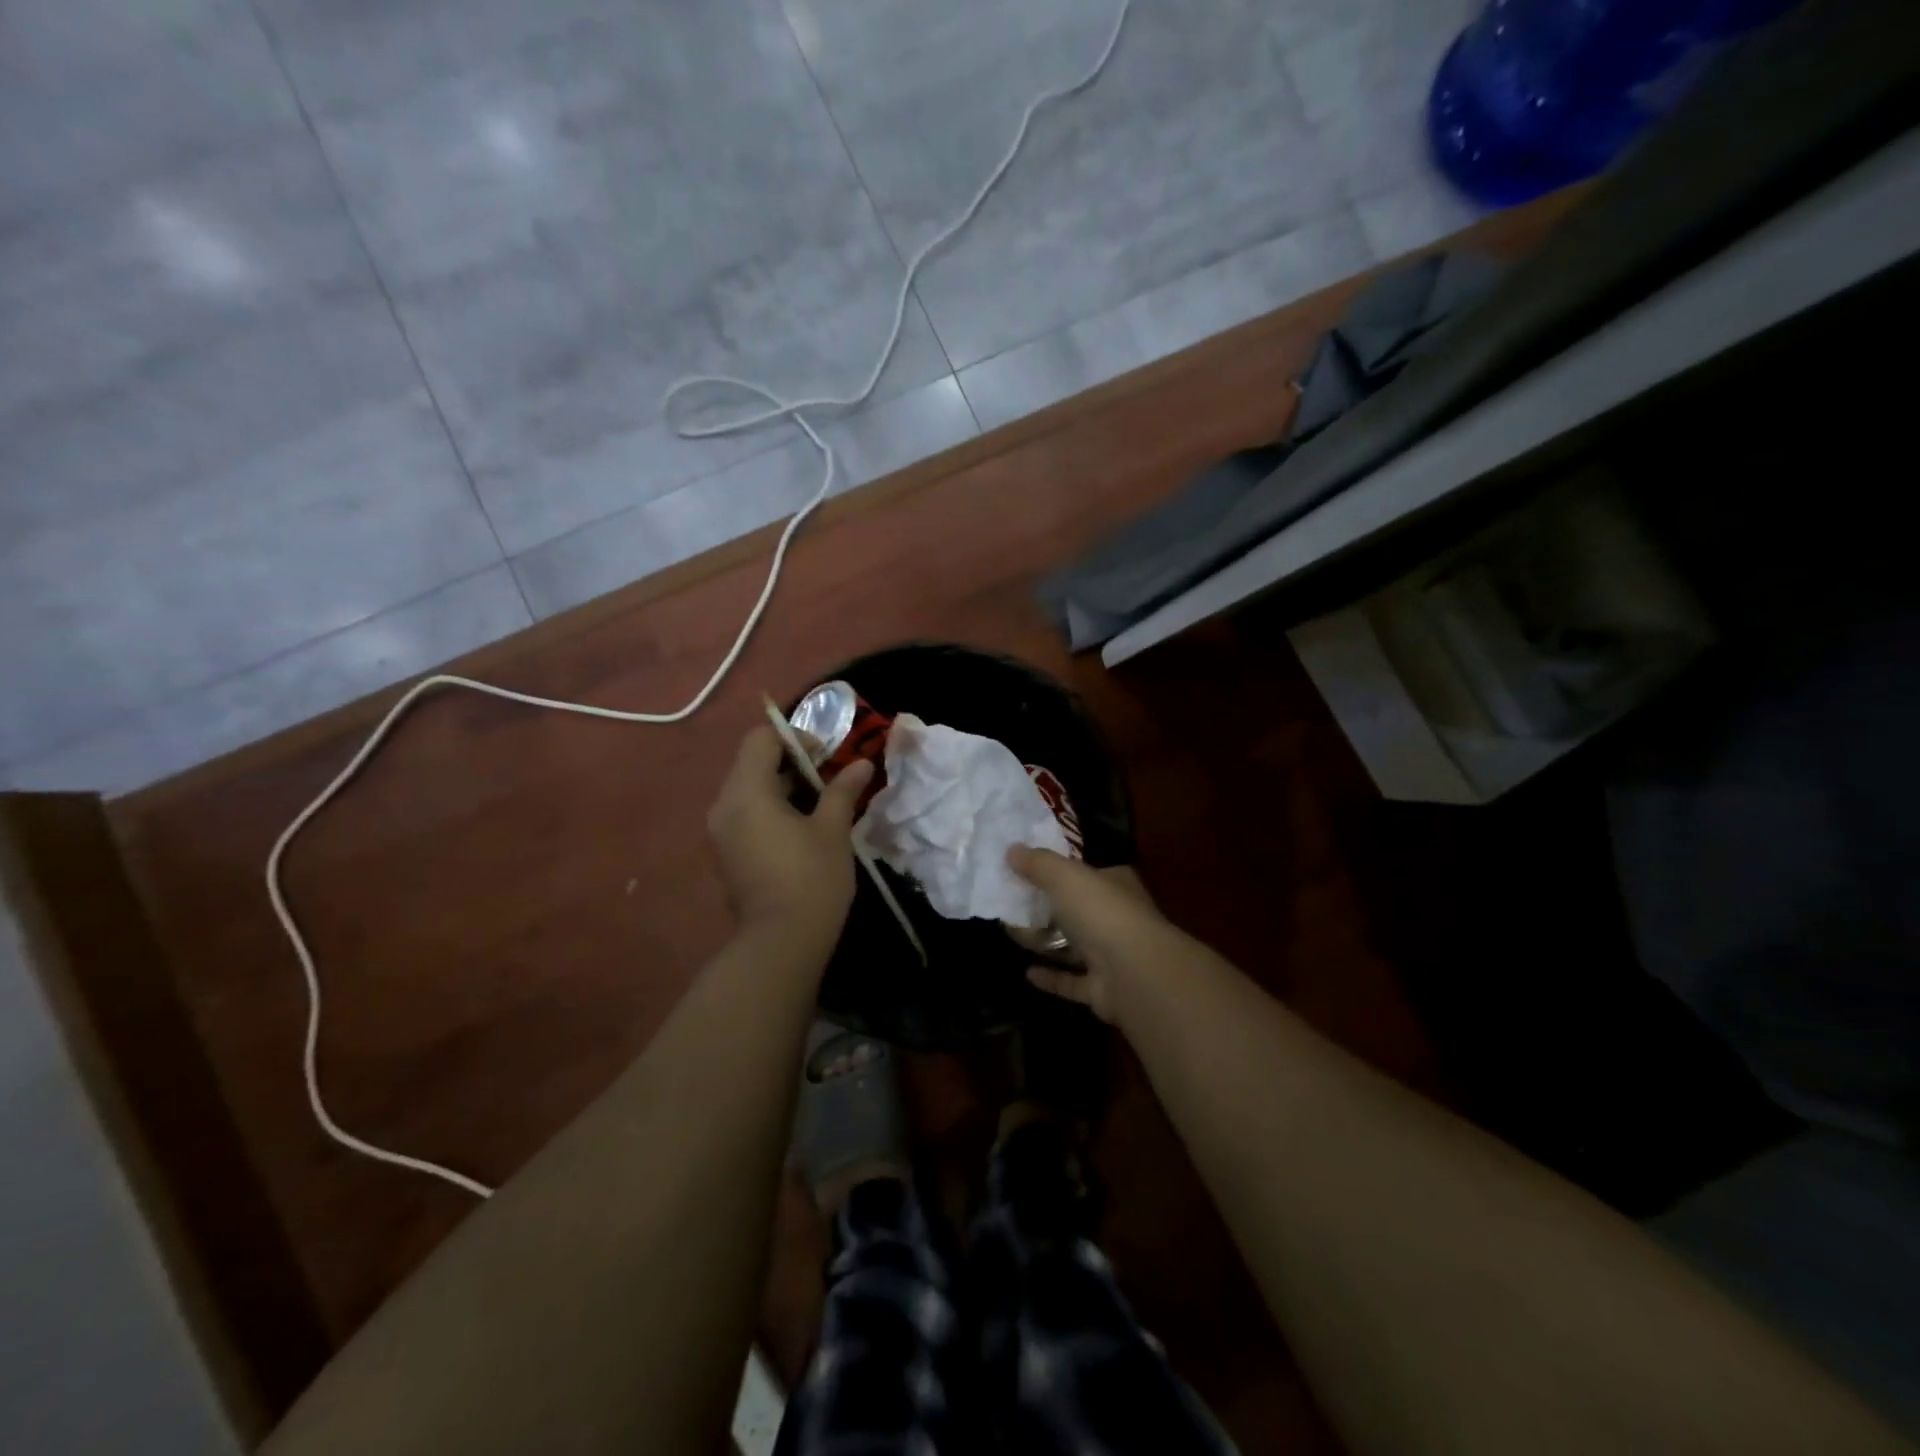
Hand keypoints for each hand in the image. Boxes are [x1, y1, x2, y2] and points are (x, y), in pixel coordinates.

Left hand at [707, 725, 873, 947]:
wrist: (780, 944)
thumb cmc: (811, 879)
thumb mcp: (832, 829)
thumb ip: (843, 790)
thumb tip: (861, 764)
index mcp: (747, 792)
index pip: (760, 739)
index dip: (795, 738)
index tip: (826, 757)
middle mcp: (723, 806)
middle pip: (752, 763)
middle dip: (791, 763)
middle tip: (827, 780)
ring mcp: (720, 833)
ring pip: (748, 791)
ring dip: (781, 788)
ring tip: (818, 806)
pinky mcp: (725, 855)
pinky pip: (744, 816)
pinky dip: (769, 811)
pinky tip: (799, 832)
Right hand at [1007, 848, 1178, 1024]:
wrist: (1134, 973)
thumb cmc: (1101, 912)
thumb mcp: (1065, 876)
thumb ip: (1038, 863)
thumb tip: (1011, 849)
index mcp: (1115, 884)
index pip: (1086, 872)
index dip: (1059, 870)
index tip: (1027, 870)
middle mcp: (1116, 917)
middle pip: (1076, 909)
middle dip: (1046, 907)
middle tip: (1011, 903)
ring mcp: (1113, 956)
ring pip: (1074, 946)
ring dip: (1046, 942)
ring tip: (1012, 932)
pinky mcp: (1104, 989)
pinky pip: (1072, 981)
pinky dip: (1052, 977)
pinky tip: (1028, 972)